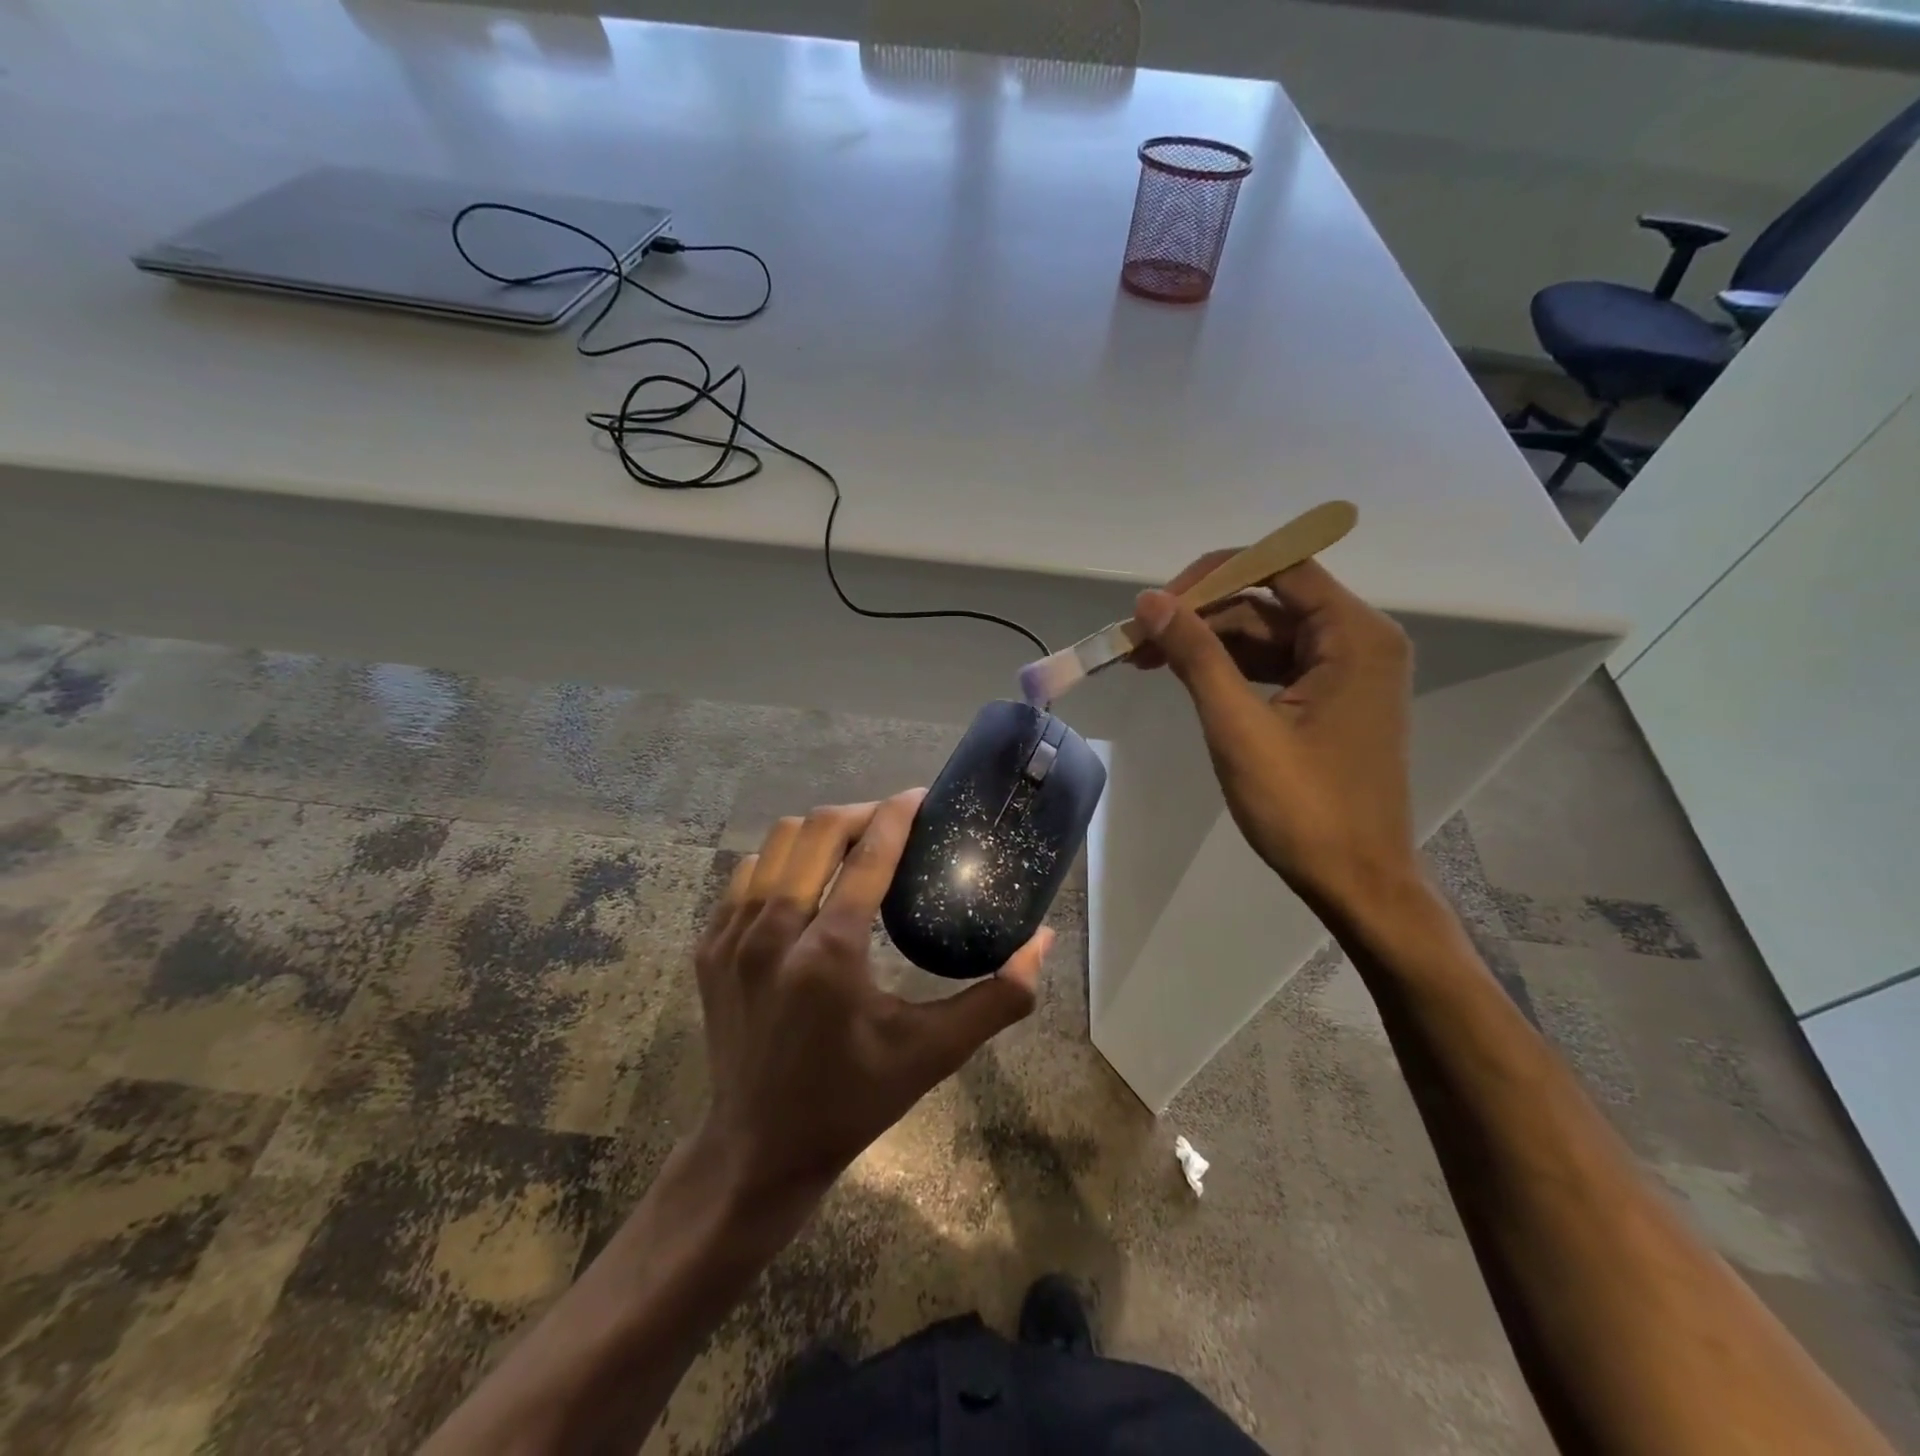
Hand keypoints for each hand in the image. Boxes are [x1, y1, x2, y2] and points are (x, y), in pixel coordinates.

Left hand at [692, 790, 1051, 1218]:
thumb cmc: (853, 1100)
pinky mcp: (708, 948)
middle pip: (818, 830)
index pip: (869, 853)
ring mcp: (732, 938)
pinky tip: (805, 882)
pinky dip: (781, 862)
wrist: (757, 1149)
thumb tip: (1042, 941)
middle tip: (893, 822)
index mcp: (830, 953)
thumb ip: (998, 998)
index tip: (922, 796)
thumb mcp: (933, 1054)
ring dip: (819, 832)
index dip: (899, 813)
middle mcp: (774, 932)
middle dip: (862, 812)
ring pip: (777, 843)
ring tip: (851, 846)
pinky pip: (746, 875)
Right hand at [1131, 555, 1416, 911]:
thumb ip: (1196, 656)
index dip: (1212, 576)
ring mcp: (1348, 672)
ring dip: (1209, 644)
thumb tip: (1150, 602)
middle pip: (1269, 600)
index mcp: (1355, 635)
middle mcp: (1360, 640)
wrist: (1357, 884)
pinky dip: (1231, 669)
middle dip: (1201, 616)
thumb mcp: (1239, 727)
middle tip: (1138, 641)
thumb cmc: (1303, 807)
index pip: (1280, 566)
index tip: (1158, 604)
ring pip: (1266, 634)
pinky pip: (1275, 665)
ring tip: (1147, 661)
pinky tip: (1187, 680)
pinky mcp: (1332, 700)